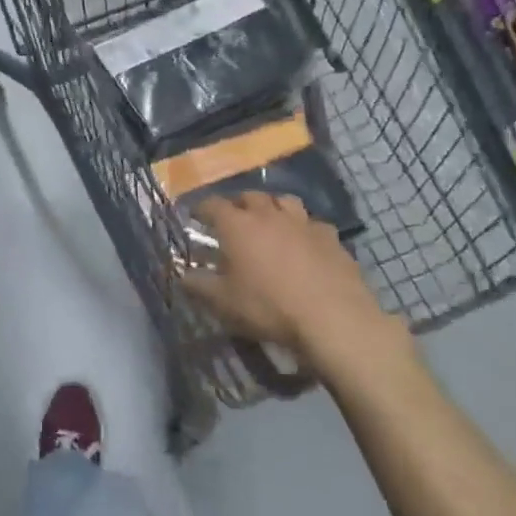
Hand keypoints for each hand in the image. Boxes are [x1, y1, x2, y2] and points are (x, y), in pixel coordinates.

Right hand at [183, 193, 406, 359]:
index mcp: (238, 225)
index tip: (195, 216)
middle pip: (250, 196)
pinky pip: (313, 224)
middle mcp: (269, 215)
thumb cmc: (269, 307)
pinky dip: (304, 229)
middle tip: (234, 219)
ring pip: (285, 201)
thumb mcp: (224, 303)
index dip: (201, 208)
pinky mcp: (331, 238)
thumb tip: (181, 276)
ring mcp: (304, 223)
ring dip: (274, 208)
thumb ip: (198, 286)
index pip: (212, 205)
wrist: (334, 319)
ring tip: (270, 223)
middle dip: (238, 204)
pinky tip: (305, 245)